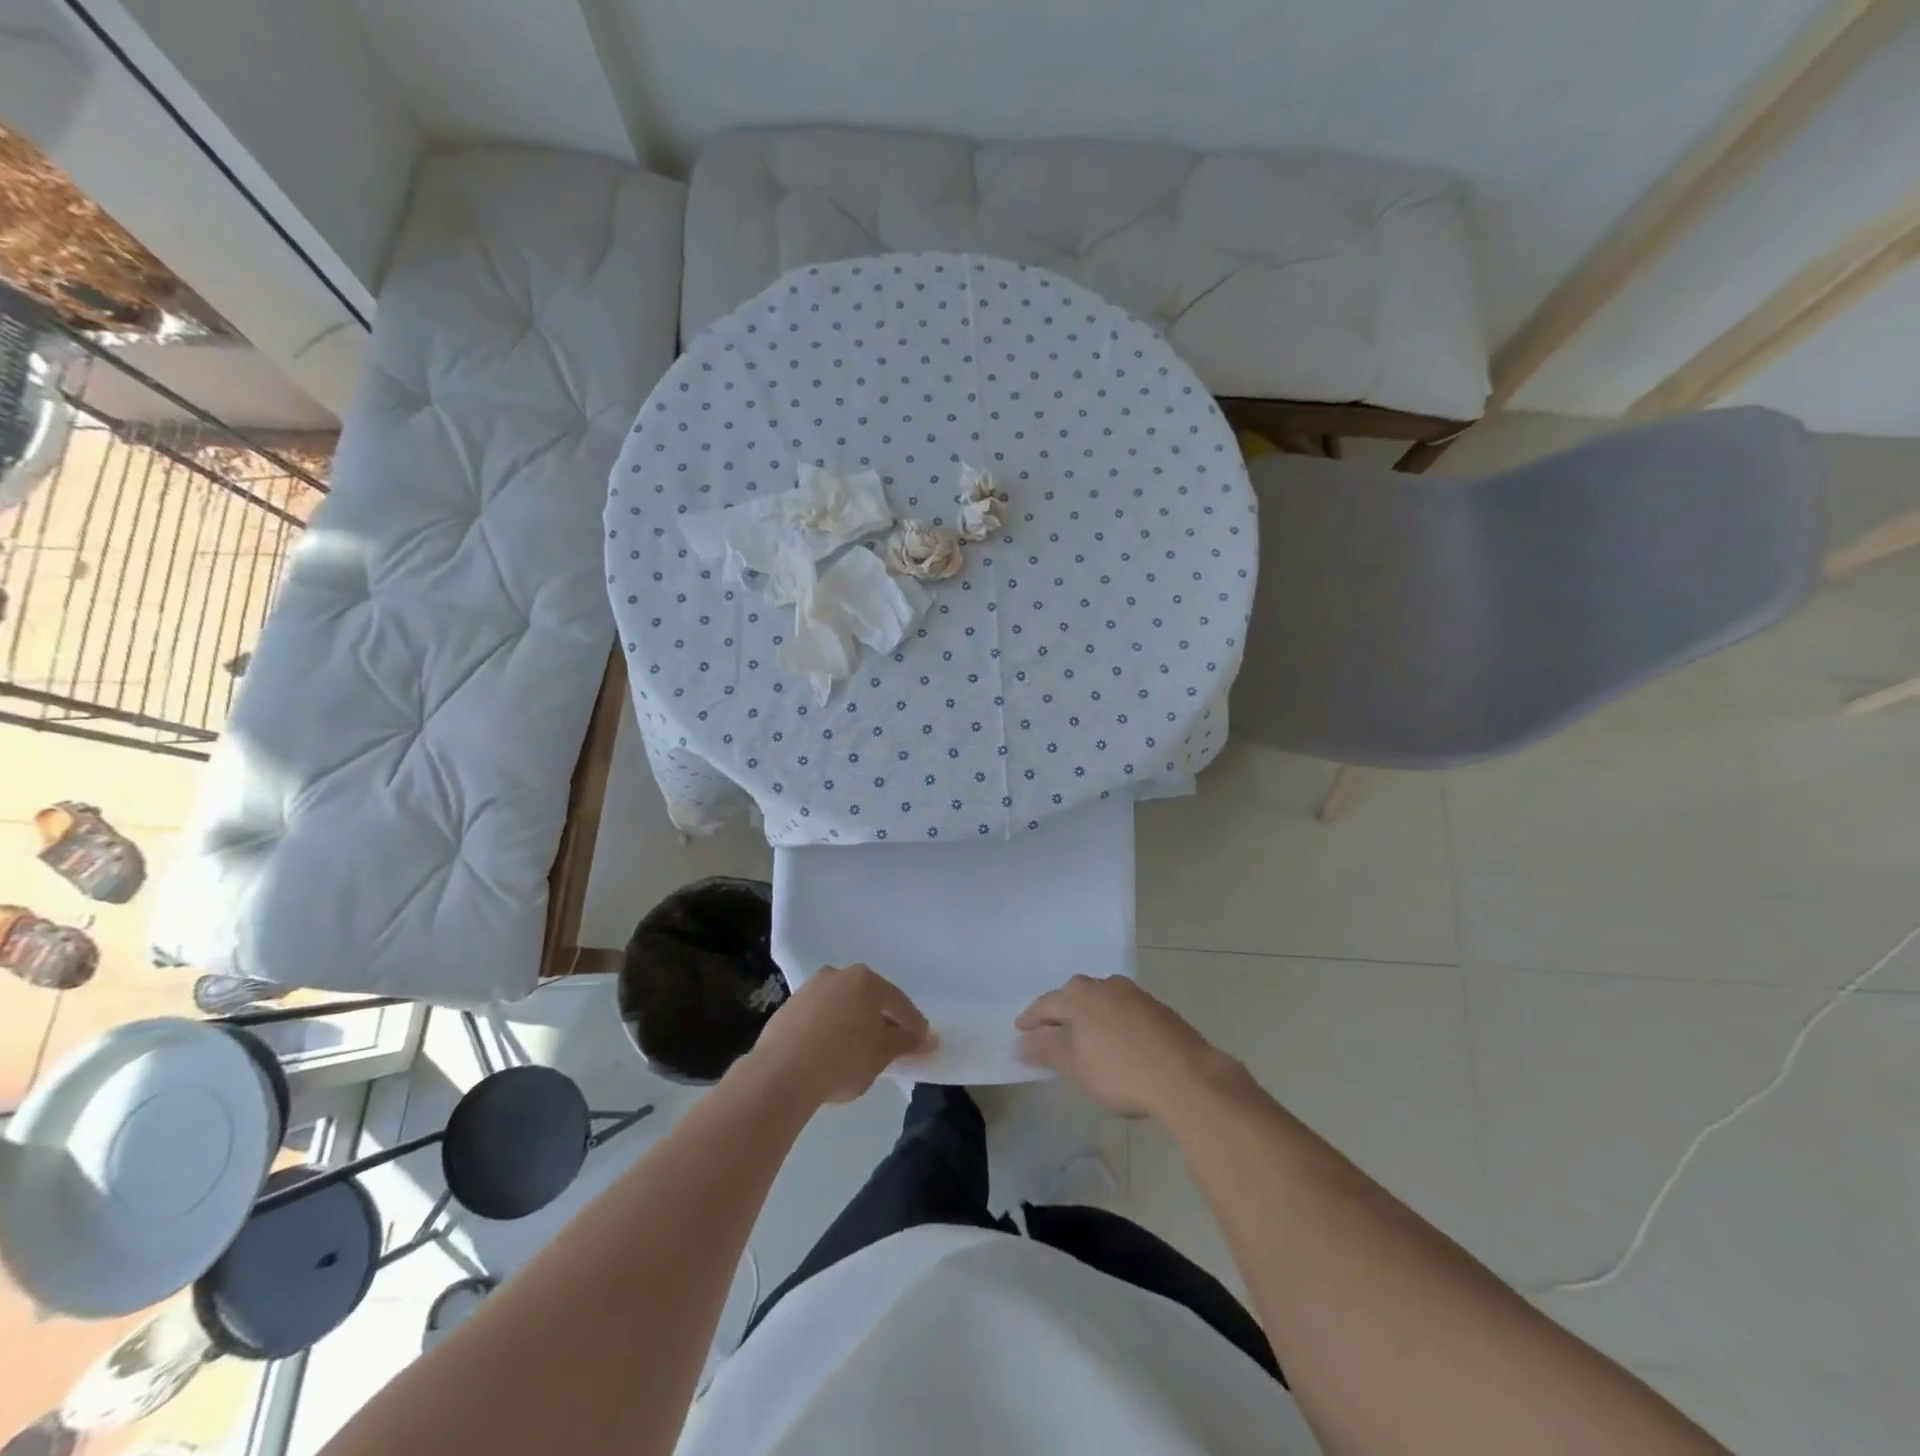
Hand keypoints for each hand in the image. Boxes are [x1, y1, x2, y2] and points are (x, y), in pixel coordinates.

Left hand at [749, 964, 932, 1105]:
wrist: (781, 1072)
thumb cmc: (843, 1059)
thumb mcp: (881, 1054)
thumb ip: (905, 1042)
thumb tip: (926, 1038)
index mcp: (866, 980)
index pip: (898, 1002)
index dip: (912, 1024)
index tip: (922, 1041)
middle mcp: (838, 975)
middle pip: (868, 998)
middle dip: (880, 1019)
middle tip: (891, 1043)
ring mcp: (810, 989)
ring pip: (841, 1005)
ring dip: (852, 1022)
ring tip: (857, 1050)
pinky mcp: (788, 1007)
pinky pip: (819, 1016)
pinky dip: (828, 1029)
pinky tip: (829, 1051)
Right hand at [1017, 975, 1227, 1118]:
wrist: (1186, 1077)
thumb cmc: (1122, 1073)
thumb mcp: (1077, 1067)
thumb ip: (1047, 1051)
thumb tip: (1020, 1042)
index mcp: (1081, 996)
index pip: (1047, 1003)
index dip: (1031, 1018)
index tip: (1020, 1029)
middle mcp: (1105, 985)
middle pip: (1074, 995)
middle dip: (1061, 1012)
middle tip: (1050, 1031)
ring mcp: (1134, 993)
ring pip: (1101, 999)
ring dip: (1089, 1014)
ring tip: (1084, 1035)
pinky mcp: (1157, 1007)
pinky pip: (1123, 1008)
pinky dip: (1112, 1020)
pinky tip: (1116, 1039)